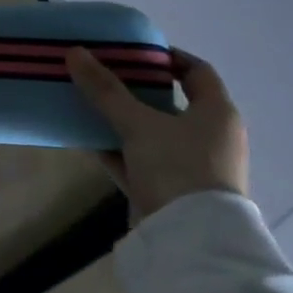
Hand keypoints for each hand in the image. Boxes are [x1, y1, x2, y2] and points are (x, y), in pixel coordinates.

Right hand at [66, 46, 248, 219]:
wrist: (190, 240)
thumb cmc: (177, 167)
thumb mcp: (138, 123)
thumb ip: (105, 90)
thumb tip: (75, 52)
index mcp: (217, 113)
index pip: (197, 72)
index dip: (168, 57)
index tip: (134, 51)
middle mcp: (211, 137)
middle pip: (171, 103)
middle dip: (136, 89)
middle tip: (103, 75)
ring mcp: (192, 166)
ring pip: (153, 133)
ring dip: (123, 120)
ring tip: (89, 103)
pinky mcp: (172, 190)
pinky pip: (141, 160)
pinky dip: (119, 149)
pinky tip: (88, 139)